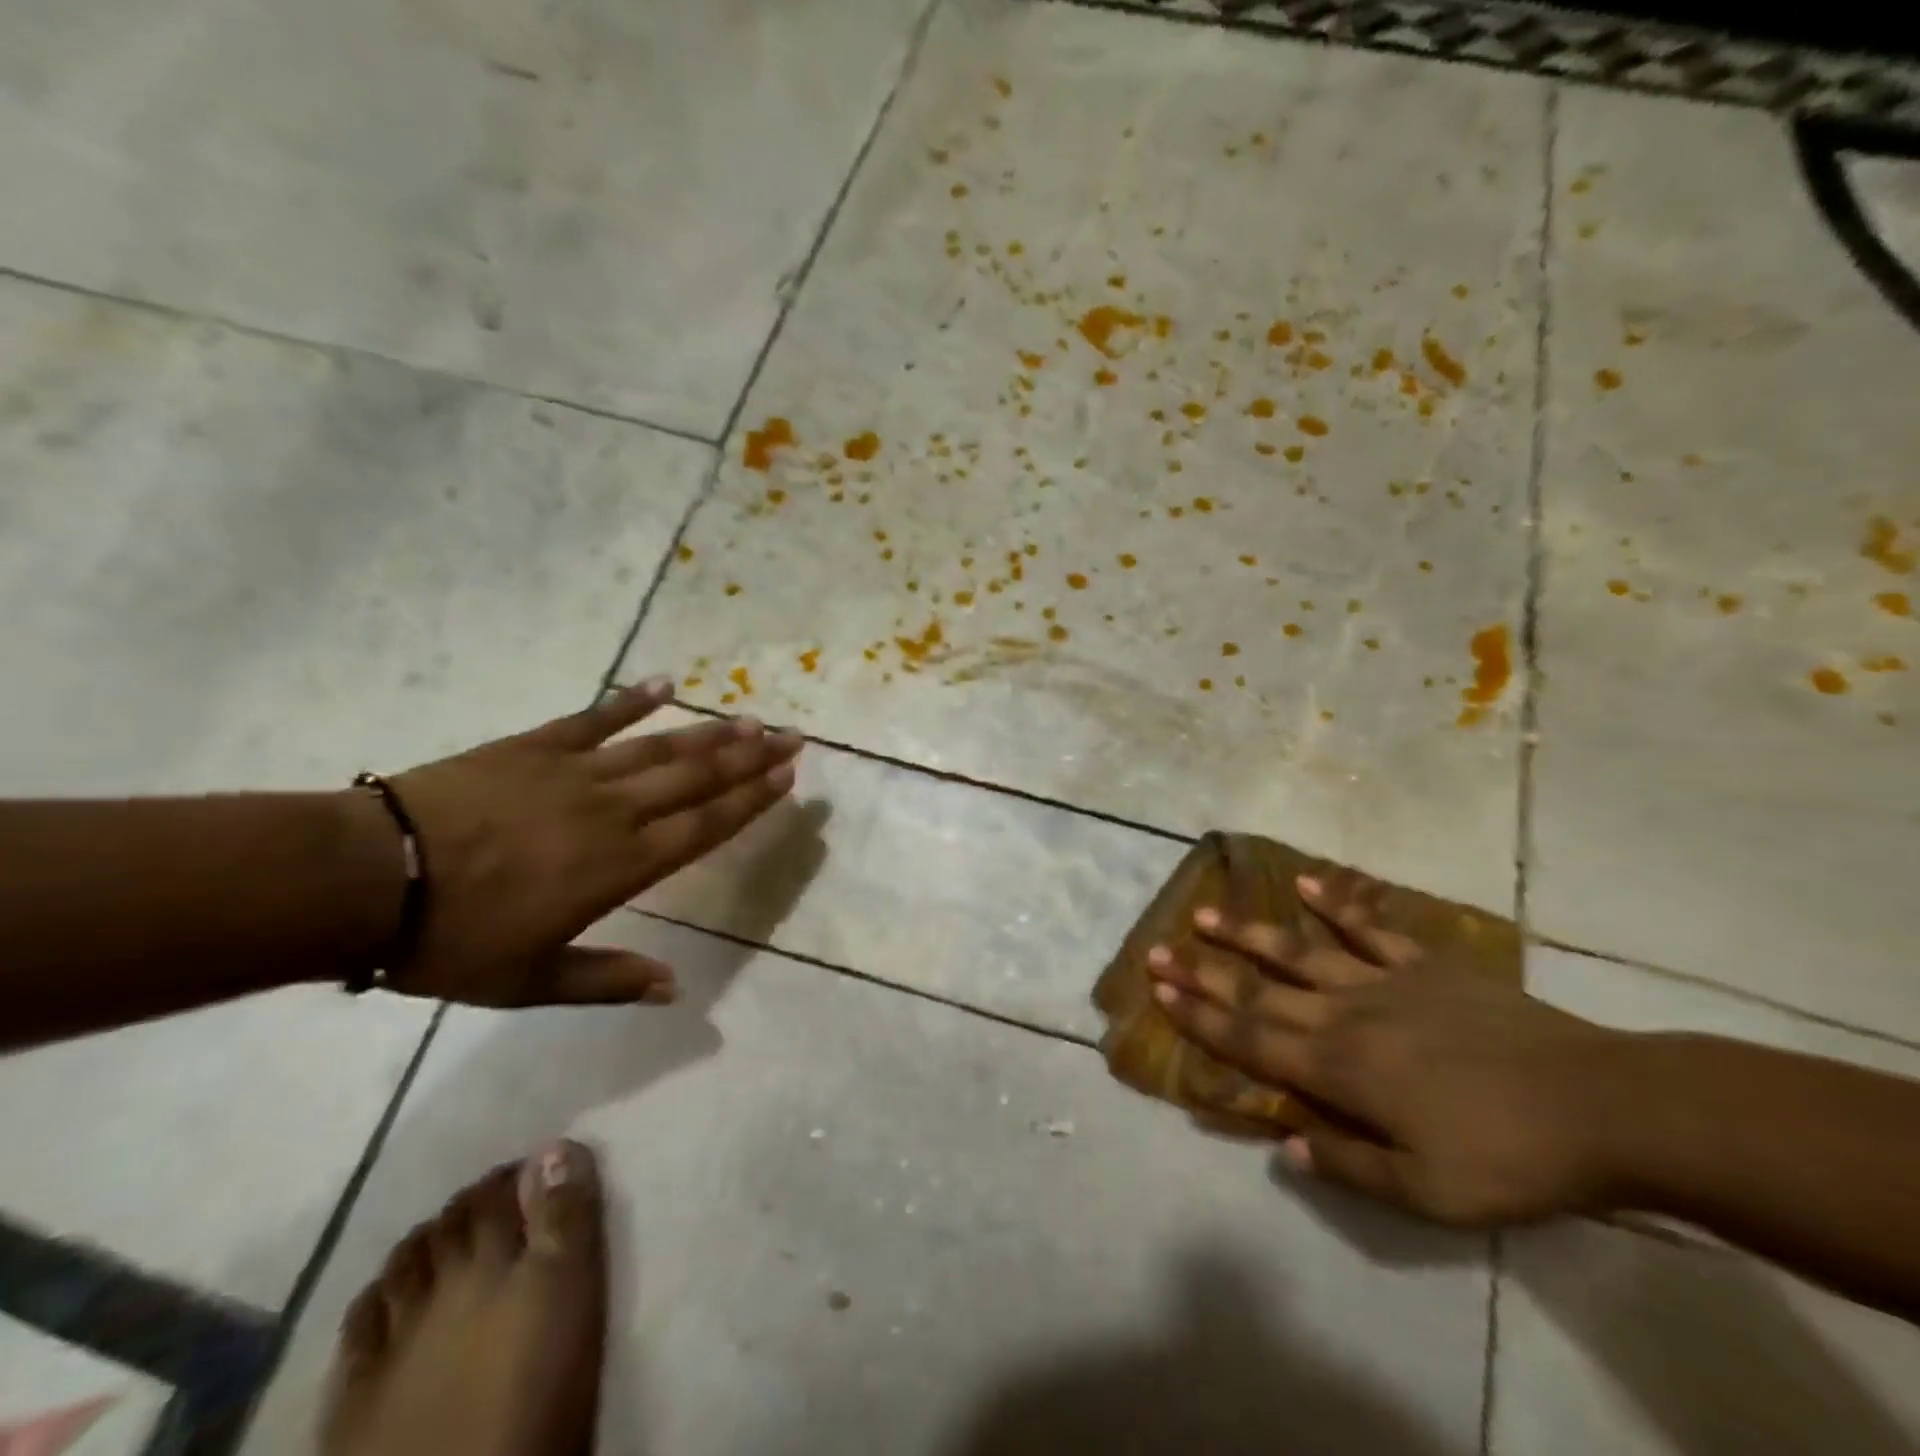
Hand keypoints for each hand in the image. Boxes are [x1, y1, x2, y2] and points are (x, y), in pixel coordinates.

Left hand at [374, 676, 800, 1007]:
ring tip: (748, 718)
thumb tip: (674, 989)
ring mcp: (576, 772)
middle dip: (750, 757)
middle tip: (790, 735)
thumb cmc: (453, 939)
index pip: (705, 825)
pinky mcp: (535, 747)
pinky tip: (663, 684)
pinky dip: (631, 700)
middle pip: (697, 779)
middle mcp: (615, 811)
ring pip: (659, 747)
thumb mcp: (531, 981)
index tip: (787, 776)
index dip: (751, 800)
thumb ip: (608, 981)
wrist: (365, 881)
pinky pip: (594, 718)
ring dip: (708, 733)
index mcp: (621, 865)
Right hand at [1146, 869, 1635, 1227]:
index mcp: (1340, 1069)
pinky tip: (1304, 881)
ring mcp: (1385, 983)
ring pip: (1300, 952)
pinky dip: (1336, 902)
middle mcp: (1346, 1015)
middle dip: (1204, 972)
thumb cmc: (1511, 1157)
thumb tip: (1284, 1143)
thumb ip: (1349, 1165)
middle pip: (1260, 991)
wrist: (1604, 1105)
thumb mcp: (1429, 1193)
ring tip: (1206, 913)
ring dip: (1249, 934)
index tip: (1161, 992)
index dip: (1202, 1016)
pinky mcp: (1426, 965)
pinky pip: (1371, 927)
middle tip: (1158, 950)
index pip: (1252, 1039)